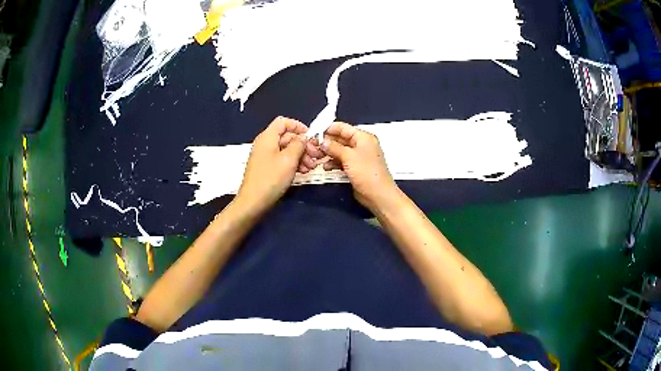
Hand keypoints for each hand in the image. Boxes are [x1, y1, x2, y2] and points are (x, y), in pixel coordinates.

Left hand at [235, 117, 310, 212]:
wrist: (253, 202)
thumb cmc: (271, 178)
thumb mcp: (289, 159)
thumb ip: (299, 144)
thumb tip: (304, 137)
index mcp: (268, 137)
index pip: (283, 122)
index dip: (298, 126)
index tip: (311, 136)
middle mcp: (265, 144)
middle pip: (287, 136)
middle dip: (303, 145)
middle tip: (316, 157)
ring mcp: (265, 156)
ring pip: (286, 149)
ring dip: (300, 156)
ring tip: (311, 167)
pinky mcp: (267, 168)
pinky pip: (282, 160)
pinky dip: (293, 163)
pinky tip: (303, 171)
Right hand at [316, 122, 398, 210]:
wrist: (377, 195)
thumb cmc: (367, 173)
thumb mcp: (348, 156)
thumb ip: (334, 147)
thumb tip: (322, 141)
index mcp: (363, 137)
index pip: (343, 128)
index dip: (328, 129)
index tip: (314, 132)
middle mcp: (361, 145)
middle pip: (340, 139)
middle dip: (326, 142)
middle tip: (312, 146)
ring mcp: (358, 157)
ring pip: (339, 151)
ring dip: (328, 153)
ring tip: (316, 157)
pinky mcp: (355, 168)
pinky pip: (341, 161)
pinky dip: (333, 163)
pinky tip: (325, 167)